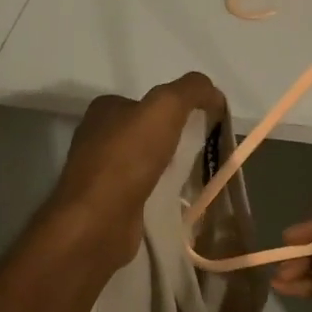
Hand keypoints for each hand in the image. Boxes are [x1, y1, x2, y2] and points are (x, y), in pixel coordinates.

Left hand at [45, 72, 225, 274]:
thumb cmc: (128, 157)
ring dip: (166, 168)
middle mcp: (97, 137)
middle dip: (172, 140)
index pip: (146, 101)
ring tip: (192, 176)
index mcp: (104, 109)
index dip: (176, 108)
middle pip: (145, 132)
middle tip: (199, 151)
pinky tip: (174, 199)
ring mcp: (99, 172)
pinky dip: (158, 192)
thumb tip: (214, 94)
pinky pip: (141, 190)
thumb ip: (192, 90)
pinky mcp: (106, 203)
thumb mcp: (166, 107)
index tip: (201, 123)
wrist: (98, 222)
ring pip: (143, 162)